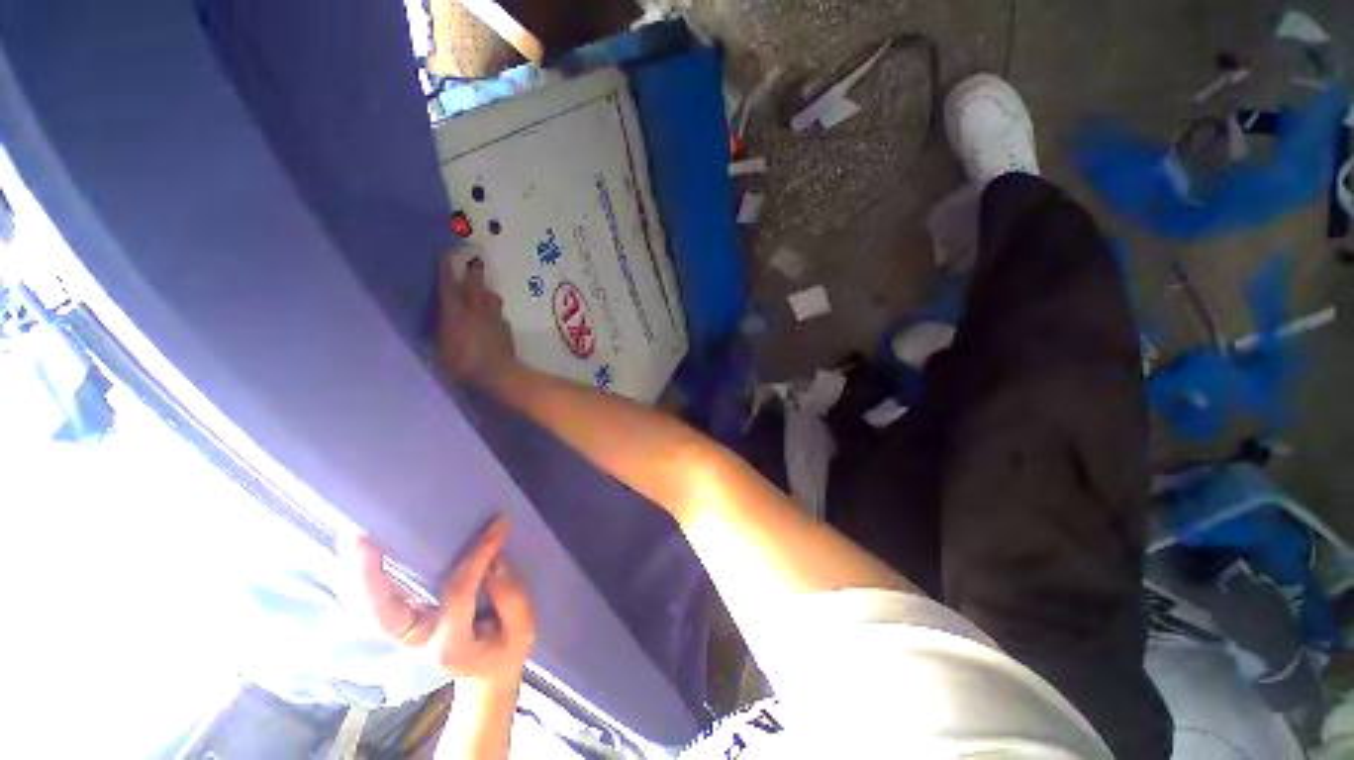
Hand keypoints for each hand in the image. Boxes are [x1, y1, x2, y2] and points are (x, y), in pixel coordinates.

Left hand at [353, 516, 535, 690]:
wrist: (487, 674)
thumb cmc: (507, 649)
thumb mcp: (523, 628)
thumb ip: (511, 595)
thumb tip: (494, 557)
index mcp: (452, 646)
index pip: (458, 592)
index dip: (477, 556)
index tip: (497, 524)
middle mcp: (419, 642)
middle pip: (384, 614)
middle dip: (370, 576)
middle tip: (362, 538)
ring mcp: (405, 635)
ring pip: (369, 611)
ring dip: (356, 576)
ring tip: (352, 539)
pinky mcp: (403, 624)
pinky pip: (375, 606)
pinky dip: (362, 582)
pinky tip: (359, 554)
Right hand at [438, 255, 517, 388]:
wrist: (498, 373)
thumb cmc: (462, 365)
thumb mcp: (440, 352)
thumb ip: (440, 335)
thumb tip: (440, 327)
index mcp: (455, 314)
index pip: (448, 287)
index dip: (446, 270)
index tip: (446, 255)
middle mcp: (475, 311)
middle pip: (476, 286)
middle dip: (474, 273)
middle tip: (475, 263)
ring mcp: (494, 319)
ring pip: (493, 298)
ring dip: (488, 293)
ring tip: (484, 293)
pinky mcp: (506, 330)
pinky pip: (500, 317)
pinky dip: (495, 315)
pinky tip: (493, 321)